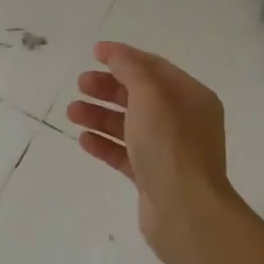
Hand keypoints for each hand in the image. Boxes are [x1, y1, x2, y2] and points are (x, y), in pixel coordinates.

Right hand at [67, 42, 236, 263]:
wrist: (185, 210)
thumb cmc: (170, 146)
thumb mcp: (151, 97)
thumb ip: (131, 71)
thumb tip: (116, 54)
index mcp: (191, 97)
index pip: (155, 68)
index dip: (124, 57)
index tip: (94, 52)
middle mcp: (184, 121)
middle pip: (140, 96)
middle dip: (109, 88)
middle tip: (80, 84)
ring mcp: (169, 151)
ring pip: (130, 126)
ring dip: (100, 116)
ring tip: (72, 112)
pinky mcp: (153, 177)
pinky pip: (126, 154)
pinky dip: (105, 144)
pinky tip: (84, 140)